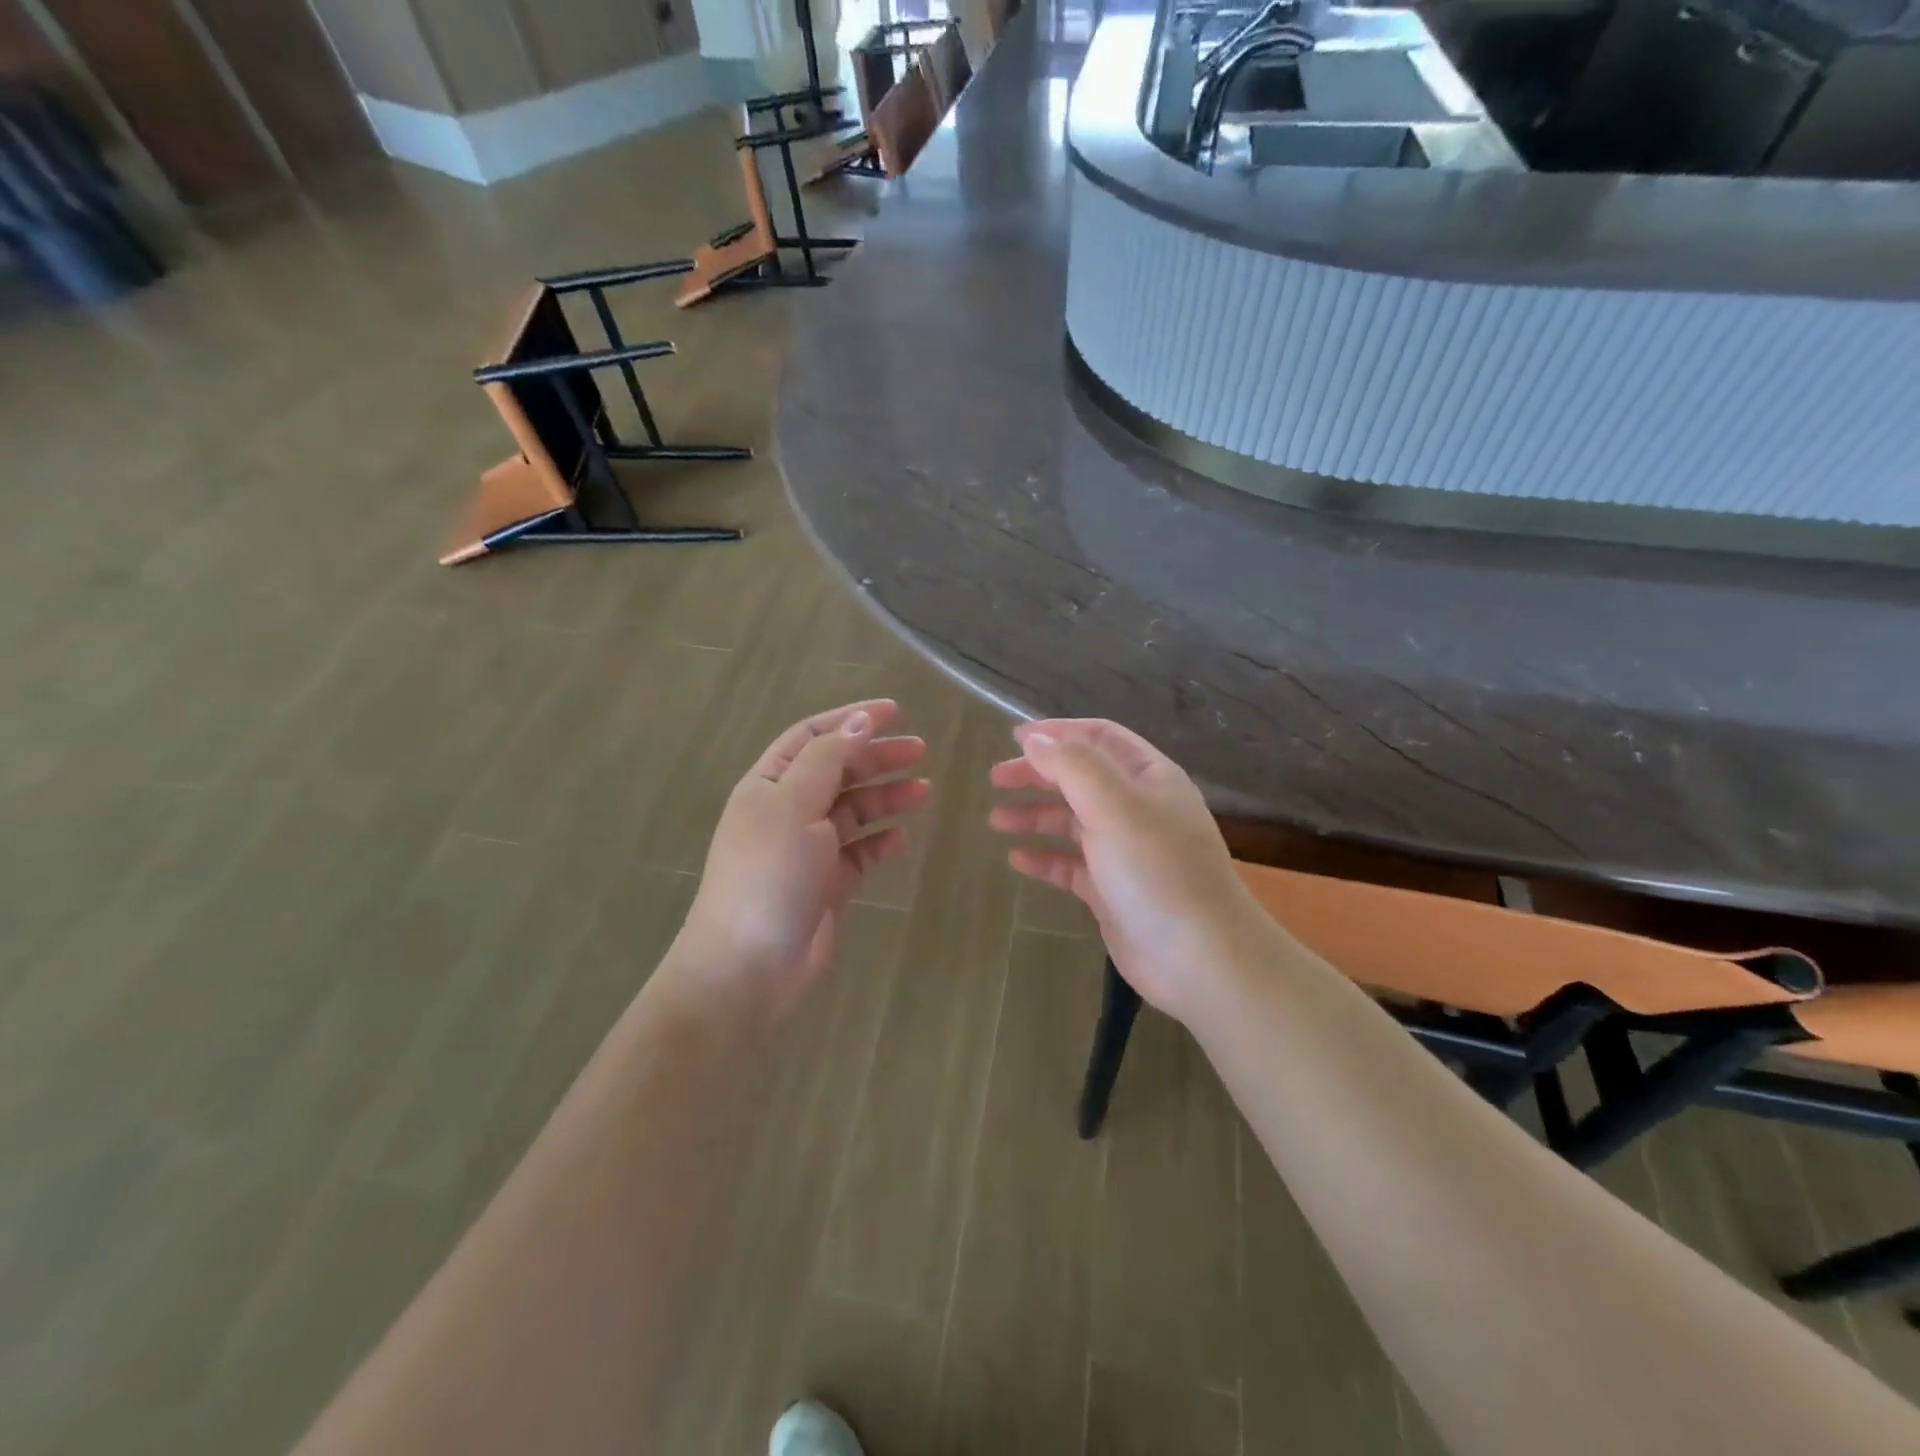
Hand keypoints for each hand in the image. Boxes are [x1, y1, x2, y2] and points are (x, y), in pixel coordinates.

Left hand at [679, 700, 928, 1008]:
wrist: (749, 964)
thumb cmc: (768, 872)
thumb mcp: (794, 803)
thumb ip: (829, 758)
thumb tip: (860, 720)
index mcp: (769, 783)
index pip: (813, 736)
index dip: (851, 719)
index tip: (895, 711)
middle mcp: (787, 810)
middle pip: (838, 771)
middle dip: (877, 758)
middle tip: (921, 750)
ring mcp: (807, 848)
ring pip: (853, 811)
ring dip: (886, 797)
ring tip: (924, 791)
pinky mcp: (827, 883)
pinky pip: (860, 852)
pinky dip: (881, 842)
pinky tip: (901, 839)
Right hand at [989, 719, 1273, 1021]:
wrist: (1200, 958)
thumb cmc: (1157, 871)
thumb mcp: (1114, 806)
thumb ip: (1072, 765)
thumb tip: (1034, 739)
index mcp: (1148, 777)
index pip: (1100, 737)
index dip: (1059, 732)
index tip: (1015, 736)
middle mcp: (1138, 808)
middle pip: (1081, 778)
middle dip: (1039, 774)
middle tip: (996, 778)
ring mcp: (1126, 851)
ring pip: (1073, 822)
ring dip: (1035, 815)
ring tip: (996, 819)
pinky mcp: (1112, 890)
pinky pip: (1072, 865)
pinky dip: (1045, 857)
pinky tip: (1016, 859)